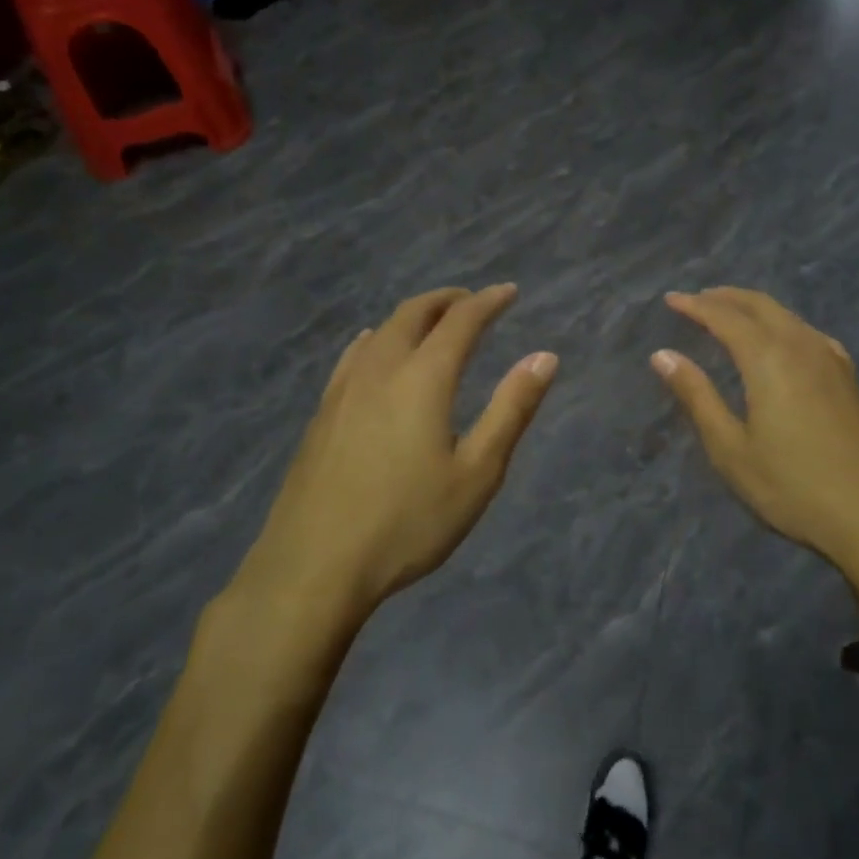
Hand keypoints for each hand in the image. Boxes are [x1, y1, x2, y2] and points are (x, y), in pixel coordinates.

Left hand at [235, 285, 556, 617]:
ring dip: (412, 316)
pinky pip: (354, 356)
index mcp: (423, 378)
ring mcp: (343, 390)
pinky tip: (374, 350)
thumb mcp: (477, 472)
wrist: (314, 566)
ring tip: (432, 321)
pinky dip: (378, 339)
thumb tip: (544, 357)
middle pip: (414, 314)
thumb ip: (511, 409)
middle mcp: (381, 370)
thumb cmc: (408, 523)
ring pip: (381, 331)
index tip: (509, 292)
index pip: (460, 320)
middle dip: (447, 300)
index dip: (488, 301)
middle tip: (472, 301)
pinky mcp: (321, 414)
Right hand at [653, 288, 858, 571]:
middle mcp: (803, 347)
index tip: (670, 299)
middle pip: (760, 305)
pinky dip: (783, 325)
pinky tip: (783, 342)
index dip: (695, 305)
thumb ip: (697, 396)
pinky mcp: (851, 379)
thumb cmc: (793, 487)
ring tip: (731, 314)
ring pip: (788, 316)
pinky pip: (809, 334)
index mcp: (769, 359)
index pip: (725, 317)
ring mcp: (833, 361)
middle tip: (696, 299)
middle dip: (725, 297)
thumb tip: (662, 356)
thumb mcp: (731, 449)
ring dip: (755, 308)